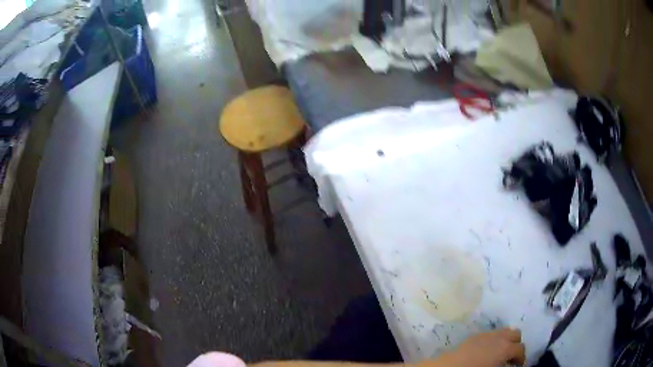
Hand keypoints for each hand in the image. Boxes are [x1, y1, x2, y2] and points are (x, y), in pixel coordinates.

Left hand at [423, 328, 525, 366]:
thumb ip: (506, 365)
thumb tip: (511, 365)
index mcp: (506, 347)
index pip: (521, 349)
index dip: (521, 358)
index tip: (518, 366)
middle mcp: (499, 336)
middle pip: (515, 334)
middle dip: (516, 344)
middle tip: (511, 358)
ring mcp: (486, 334)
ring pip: (504, 331)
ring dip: (506, 340)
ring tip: (500, 353)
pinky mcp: (474, 335)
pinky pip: (491, 334)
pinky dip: (494, 340)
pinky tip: (488, 351)